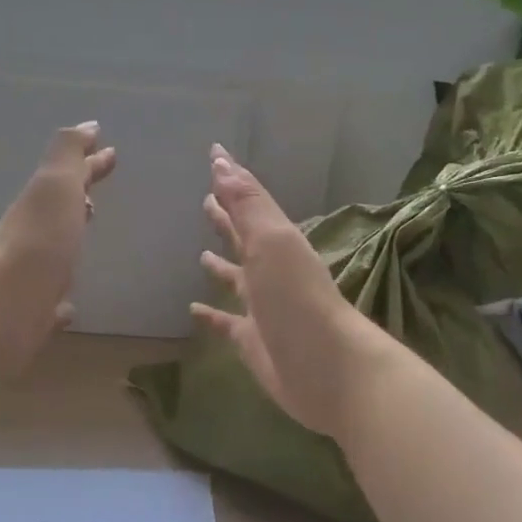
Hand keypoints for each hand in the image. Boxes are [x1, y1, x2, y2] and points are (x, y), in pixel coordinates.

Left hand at [0, 122, 116, 374]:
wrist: (4, 307)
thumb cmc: (39, 239)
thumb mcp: (55, 184)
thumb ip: (69, 153)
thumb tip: (87, 126)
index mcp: (42, 205)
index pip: (71, 177)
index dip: (90, 164)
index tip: (110, 153)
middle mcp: (35, 237)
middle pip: (61, 212)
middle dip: (79, 199)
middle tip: (97, 196)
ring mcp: (33, 277)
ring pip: (55, 254)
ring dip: (70, 242)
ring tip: (86, 238)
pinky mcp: (34, 315)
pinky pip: (53, 303)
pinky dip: (63, 301)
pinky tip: (69, 308)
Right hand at [191, 144, 378, 438]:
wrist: (328, 367)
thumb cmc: (297, 298)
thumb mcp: (271, 242)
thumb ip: (246, 204)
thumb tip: (220, 159)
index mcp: (276, 241)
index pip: (249, 202)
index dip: (231, 179)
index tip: (214, 154)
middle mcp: (269, 269)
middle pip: (243, 237)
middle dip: (227, 218)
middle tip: (205, 200)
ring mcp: (261, 305)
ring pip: (235, 278)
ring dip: (220, 264)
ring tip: (200, 252)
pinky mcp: (251, 340)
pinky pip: (225, 322)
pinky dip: (210, 315)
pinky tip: (193, 310)